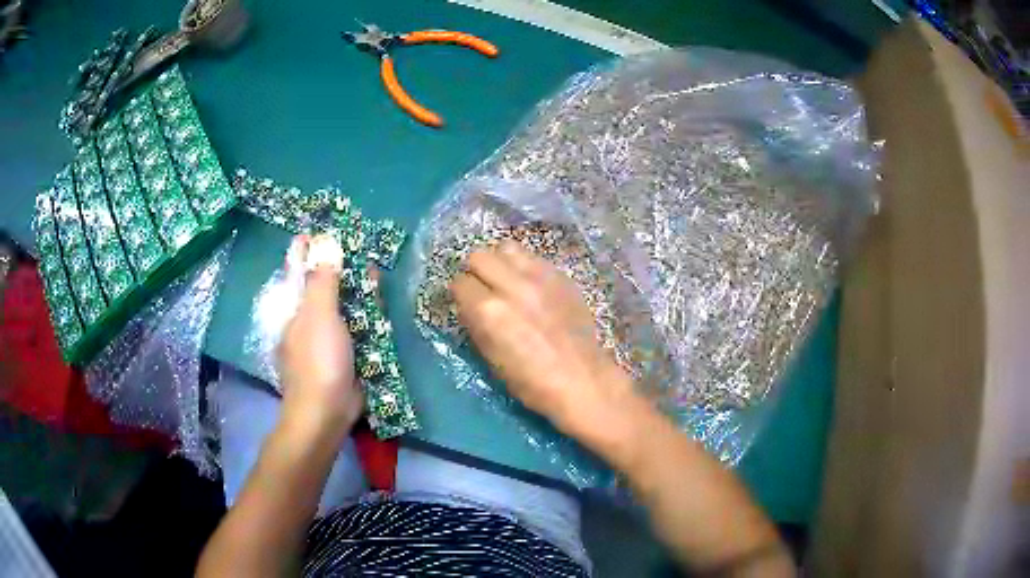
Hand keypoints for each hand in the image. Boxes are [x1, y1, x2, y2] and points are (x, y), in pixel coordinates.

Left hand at [277, 236, 362, 439]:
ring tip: (372, 270)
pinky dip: (366, 314)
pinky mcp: (345, 355)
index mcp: (294, 309)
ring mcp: (327, 338)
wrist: (327, 411)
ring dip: (356, 289)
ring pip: (341, 306)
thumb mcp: (318, 315)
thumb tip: (325, 246)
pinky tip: (379, 305)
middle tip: (353, 246)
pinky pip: (356, 327)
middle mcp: (308, 320)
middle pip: (321, 286)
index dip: (304, 251)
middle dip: (335, 267)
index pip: (296, 271)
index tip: (314, 232)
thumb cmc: (318, 359)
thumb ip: (322, 280)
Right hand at [451, 242, 637, 439]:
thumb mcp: (491, 358)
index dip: (461, 295)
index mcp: (490, 311)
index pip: (460, 283)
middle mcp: (512, 286)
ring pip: (506, 248)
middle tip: (484, 290)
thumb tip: (469, 304)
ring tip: (507, 282)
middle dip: (476, 272)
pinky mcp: (561, 276)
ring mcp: (539, 277)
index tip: (467, 304)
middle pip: (479, 256)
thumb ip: (476, 323)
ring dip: (500, 263)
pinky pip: (533, 257)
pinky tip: (530, 286)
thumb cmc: (531, 381)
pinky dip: (524, 267)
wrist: (582, 379)